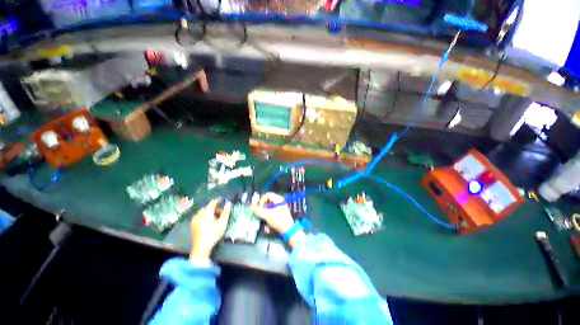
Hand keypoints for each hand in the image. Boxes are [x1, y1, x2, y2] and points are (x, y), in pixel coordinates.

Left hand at [190, 198, 231, 259]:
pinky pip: (198, 216)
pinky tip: (206, 222)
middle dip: (214, 208)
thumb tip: (228, 203)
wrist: (201, 247)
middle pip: (207, 207)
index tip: (222, 200)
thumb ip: (226, 212)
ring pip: (202, 212)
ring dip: (209, 212)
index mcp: (207, 212)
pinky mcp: (192, 225)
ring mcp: (195, 219)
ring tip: (214, 218)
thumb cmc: (213, 234)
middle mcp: (199, 214)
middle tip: (220, 213)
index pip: (212, 203)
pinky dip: (203, 216)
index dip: (217, 200)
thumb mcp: (222, 223)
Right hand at [251, 192, 305, 247]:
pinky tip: (268, 217)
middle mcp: (280, 200)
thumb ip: (257, 210)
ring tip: (264, 215)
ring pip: (270, 204)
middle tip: (261, 212)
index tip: (260, 208)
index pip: (267, 195)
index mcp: (278, 199)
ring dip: (265, 209)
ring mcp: (281, 206)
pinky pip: (273, 208)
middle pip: (269, 199)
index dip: (262, 200)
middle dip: (263, 205)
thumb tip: (250, 206)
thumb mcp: (266, 215)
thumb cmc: (278, 220)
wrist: (288, 229)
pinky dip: (269, 211)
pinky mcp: (281, 211)